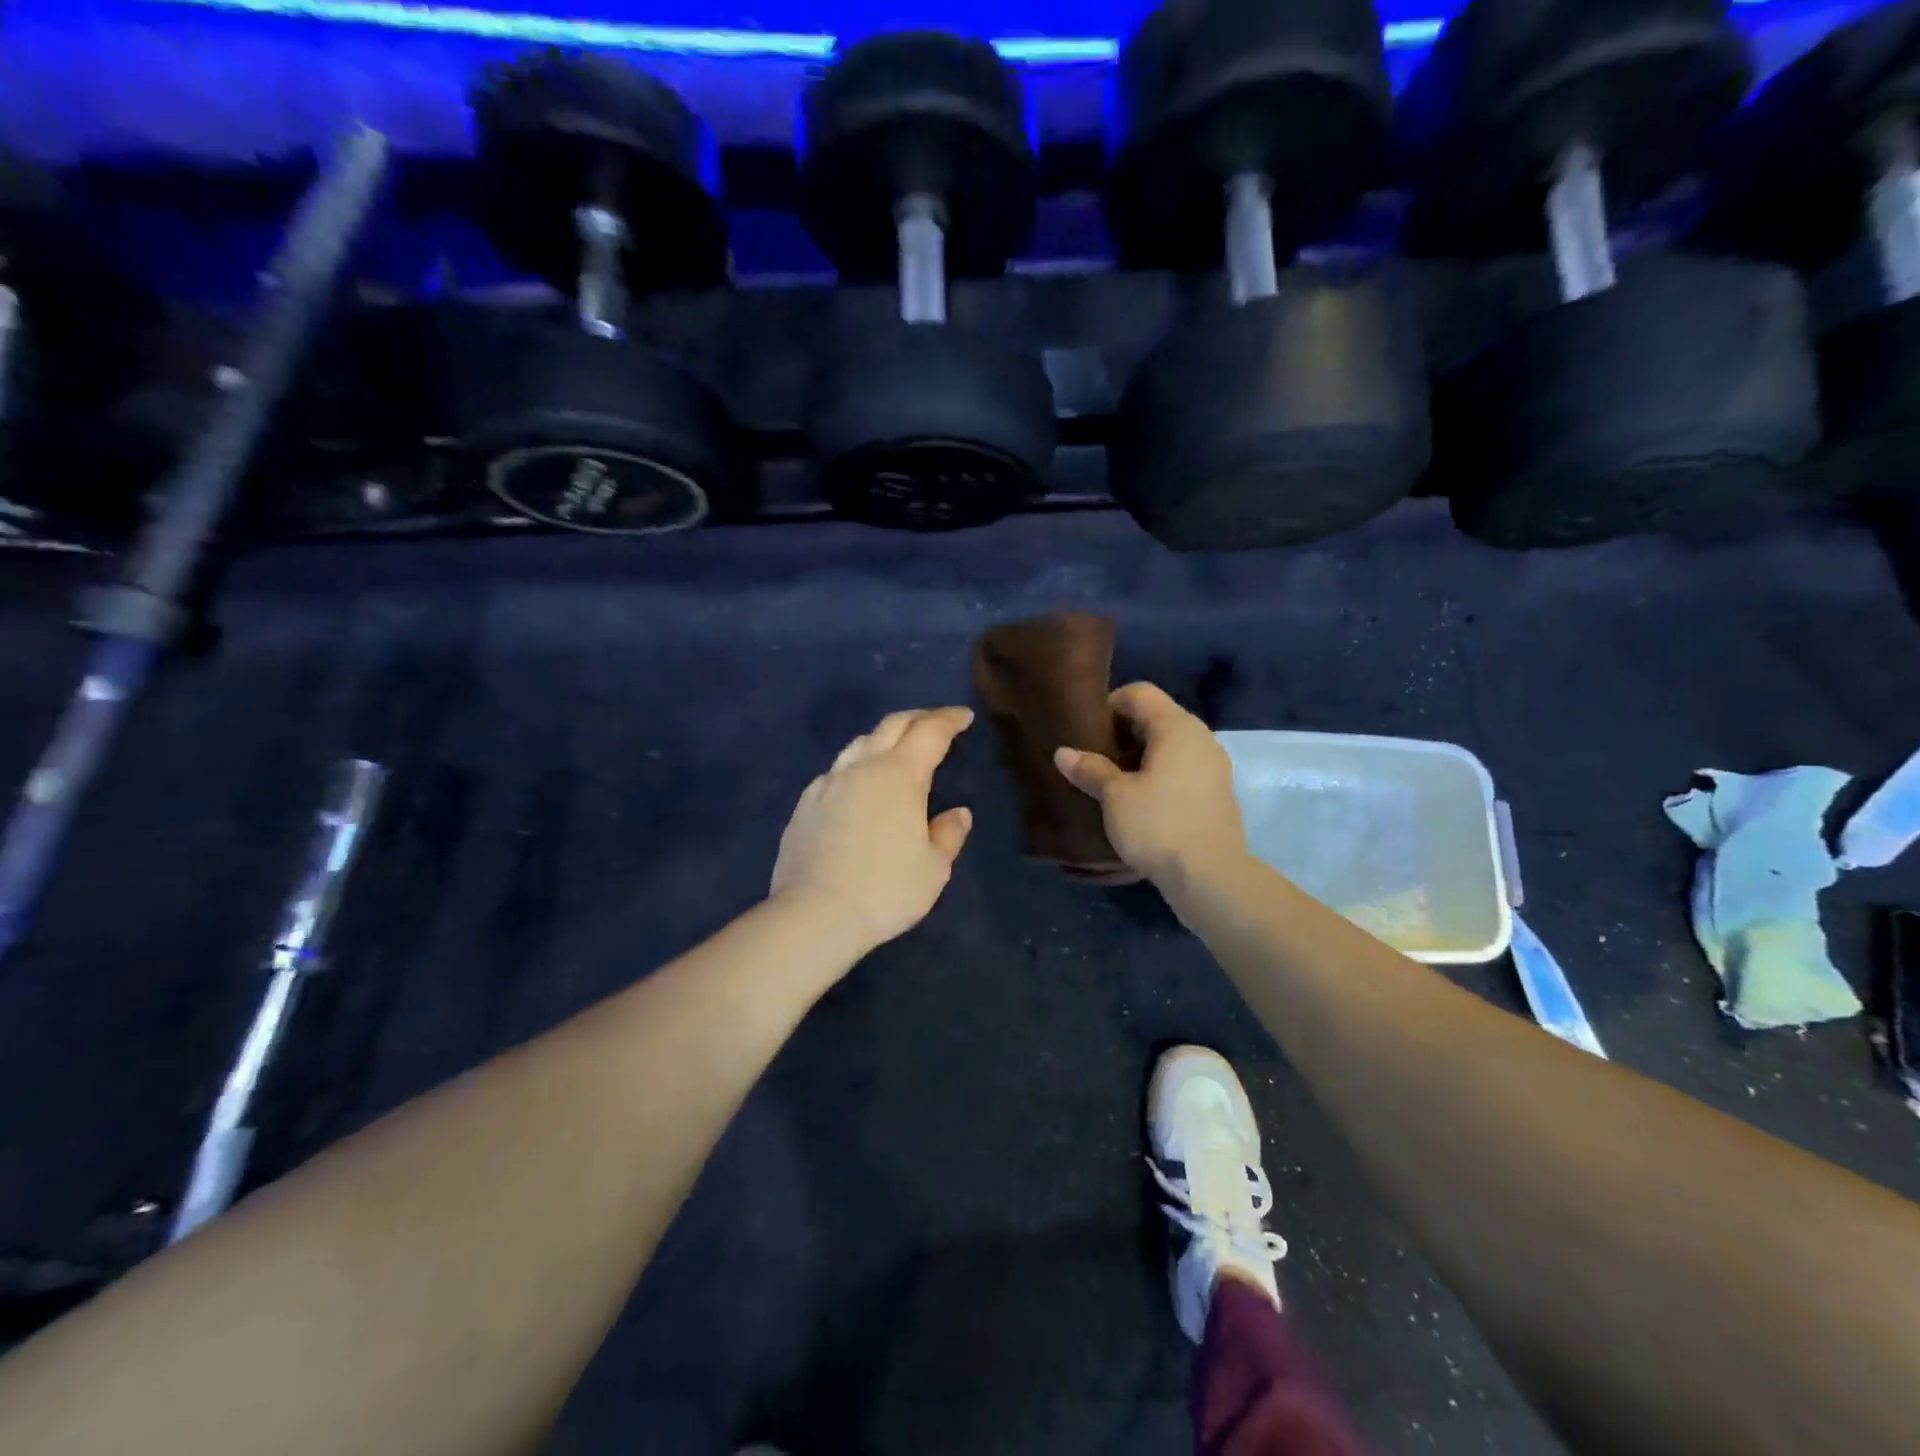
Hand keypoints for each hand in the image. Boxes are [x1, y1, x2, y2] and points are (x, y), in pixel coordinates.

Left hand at [771, 707, 974, 954]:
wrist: (813, 915)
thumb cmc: (885, 891)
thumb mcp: (933, 869)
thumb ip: (948, 835)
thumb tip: (958, 813)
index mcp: (900, 775)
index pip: (930, 732)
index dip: (949, 720)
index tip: (963, 716)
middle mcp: (862, 768)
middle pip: (891, 726)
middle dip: (918, 718)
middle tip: (936, 722)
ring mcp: (827, 783)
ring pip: (859, 744)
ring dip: (884, 738)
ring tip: (897, 750)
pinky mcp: (805, 804)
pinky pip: (836, 771)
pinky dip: (857, 767)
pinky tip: (859, 786)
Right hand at [1053, 683, 1248, 885]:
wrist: (1212, 877)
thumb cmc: (1159, 826)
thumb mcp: (1115, 797)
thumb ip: (1090, 769)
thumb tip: (1063, 752)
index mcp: (1177, 727)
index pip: (1139, 692)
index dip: (1109, 705)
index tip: (1087, 732)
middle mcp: (1200, 737)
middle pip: (1155, 717)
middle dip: (1122, 732)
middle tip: (1094, 757)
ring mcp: (1213, 765)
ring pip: (1169, 745)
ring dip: (1140, 756)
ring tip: (1111, 781)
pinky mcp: (1216, 792)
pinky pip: (1181, 768)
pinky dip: (1158, 774)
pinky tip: (1138, 800)